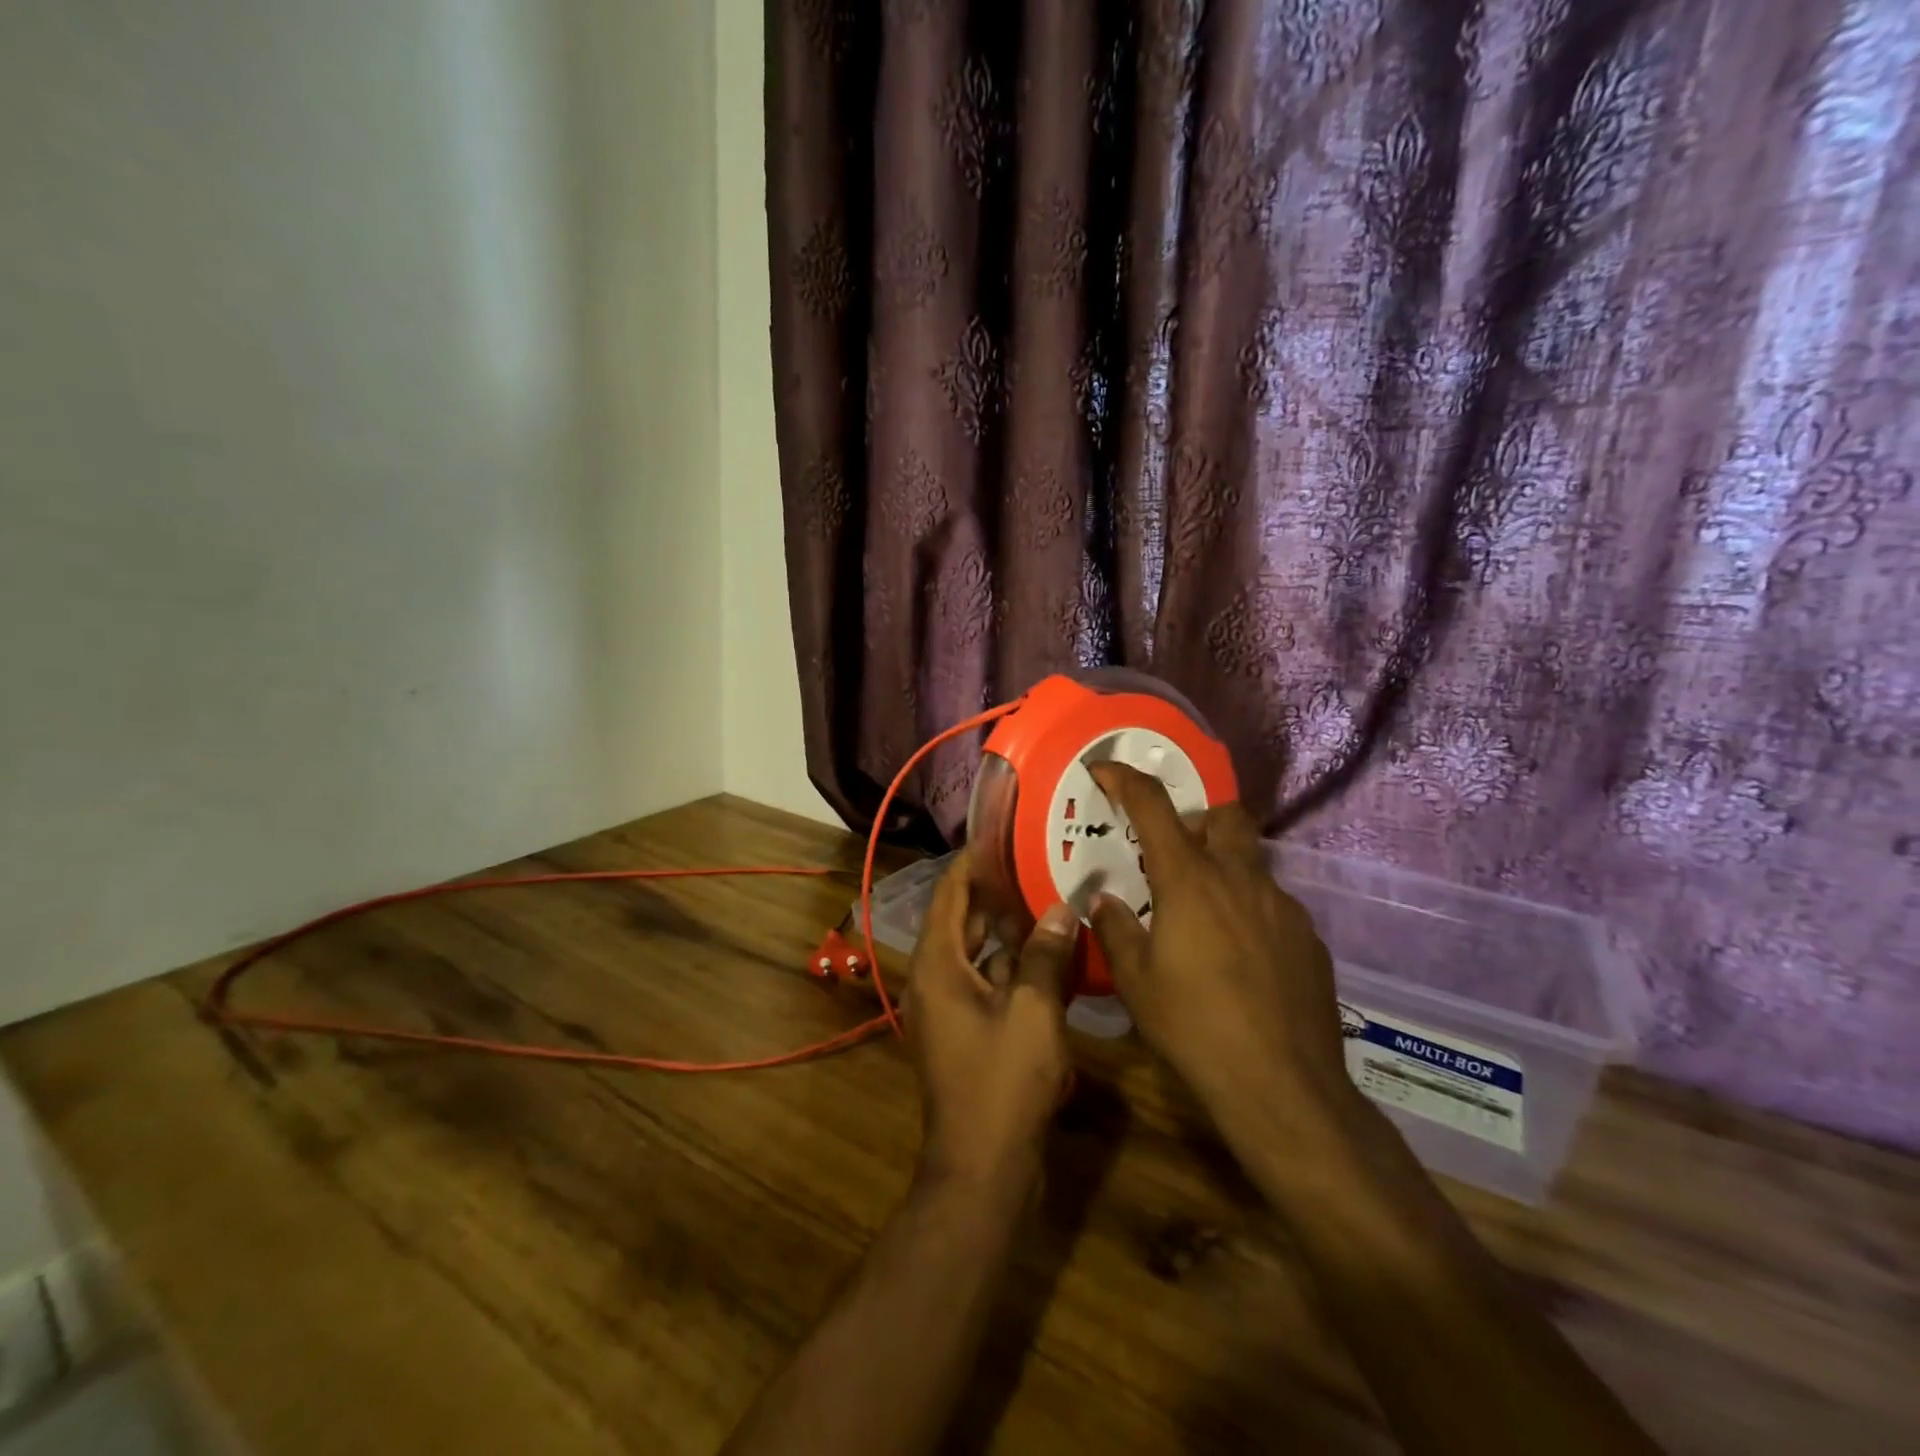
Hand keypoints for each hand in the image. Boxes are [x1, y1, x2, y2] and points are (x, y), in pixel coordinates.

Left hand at [904, 849, 1078, 1190]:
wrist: (983, 1168)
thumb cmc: (1003, 1082)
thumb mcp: (1034, 1012)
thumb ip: (1045, 955)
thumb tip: (1060, 909)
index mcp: (937, 965)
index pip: (948, 896)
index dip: (971, 864)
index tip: (999, 837)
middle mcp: (934, 980)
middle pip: (961, 922)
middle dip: (994, 895)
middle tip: (1034, 864)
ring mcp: (947, 1009)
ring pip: (975, 954)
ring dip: (1006, 932)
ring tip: (1046, 901)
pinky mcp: (963, 1033)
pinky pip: (984, 984)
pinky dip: (1009, 968)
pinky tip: (1046, 957)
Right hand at [1086, 763, 1356, 1130]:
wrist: (1283, 1086)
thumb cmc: (1195, 1027)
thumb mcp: (1136, 981)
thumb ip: (1116, 930)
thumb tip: (1106, 901)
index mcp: (1190, 881)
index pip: (1153, 807)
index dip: (1125, 779)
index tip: (1104, 770)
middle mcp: (1241, 879)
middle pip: (1225, 815)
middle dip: (1196, 818)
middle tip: (1171, 854)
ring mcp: (1283, 907)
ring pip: (1251, 862)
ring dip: (1223, 869)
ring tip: (1202, 917)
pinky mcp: (1310, 938)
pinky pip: (1273, 904)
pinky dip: (1249, 910)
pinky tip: (1239, 958)